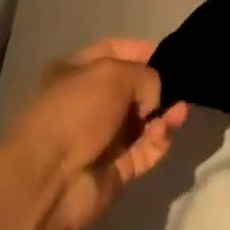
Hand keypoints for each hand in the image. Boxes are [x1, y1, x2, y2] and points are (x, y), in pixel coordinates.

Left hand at [0, 39, 190, 229]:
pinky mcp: (115, 170)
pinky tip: (169, 129)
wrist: (47, 179)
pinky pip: (145, 150)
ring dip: (164, 114)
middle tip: (183, 85)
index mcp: (76, 73)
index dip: (141, 50)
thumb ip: (146, 76)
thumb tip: (153, 100)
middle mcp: (88, 104)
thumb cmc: (75, 111)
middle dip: (158, 86)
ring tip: (181, 110)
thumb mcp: (114, 73)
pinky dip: (159, 140)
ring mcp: (102, 139)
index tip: (170, 54)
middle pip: (132, 89)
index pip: (114, 51)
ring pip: (143, 122)